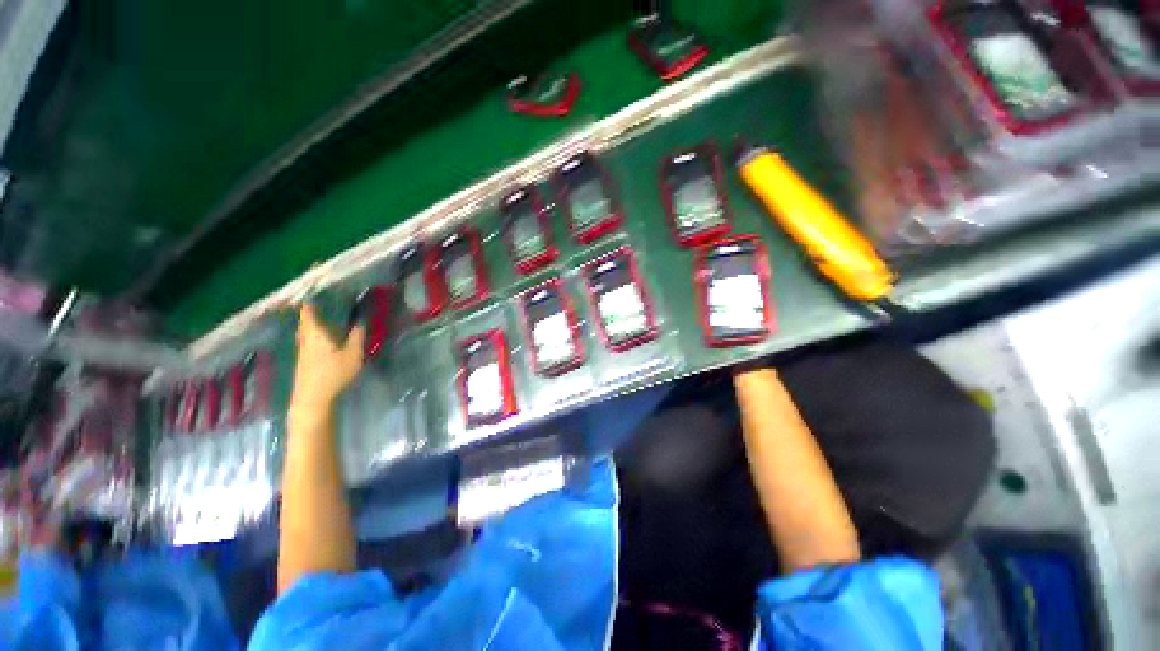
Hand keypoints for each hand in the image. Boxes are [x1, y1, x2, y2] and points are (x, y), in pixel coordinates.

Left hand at [291, 303, 365, 414]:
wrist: (313, 398)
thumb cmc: (334, 373)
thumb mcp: (353, 354)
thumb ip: (357, 337)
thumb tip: (360, 321)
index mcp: (316, 335)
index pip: (309, 315)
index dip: (310, 305)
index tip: (312, 296)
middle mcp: (306, 341)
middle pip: (304, 324)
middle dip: (309, 315)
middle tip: (316, 307)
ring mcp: (302, 353)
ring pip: (304, 334)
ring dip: (309, 326)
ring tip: (319, 322)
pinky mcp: (303, 363)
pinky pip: (306, 343)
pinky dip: (311, 337)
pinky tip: (320, 341)